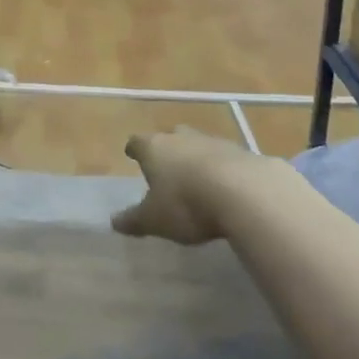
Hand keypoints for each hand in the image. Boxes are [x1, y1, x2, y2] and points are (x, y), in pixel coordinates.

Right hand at [112, 127, 272, 245]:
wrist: (245, 192)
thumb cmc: (186, 204)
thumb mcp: (155, 220)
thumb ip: (134, 220)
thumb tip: (113, 221)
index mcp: (154, 148)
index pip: (137, 142)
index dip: (134, 149)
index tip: (132, 154)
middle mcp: (181, 137)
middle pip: (170, 136)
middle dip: (168, 149)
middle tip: (167, 166)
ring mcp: (212, 141)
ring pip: (198, 144)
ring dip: (196, 158)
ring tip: (197, 179)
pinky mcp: (241, 152)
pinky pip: (225, 158)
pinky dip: (222, 168)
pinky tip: (226, 187)